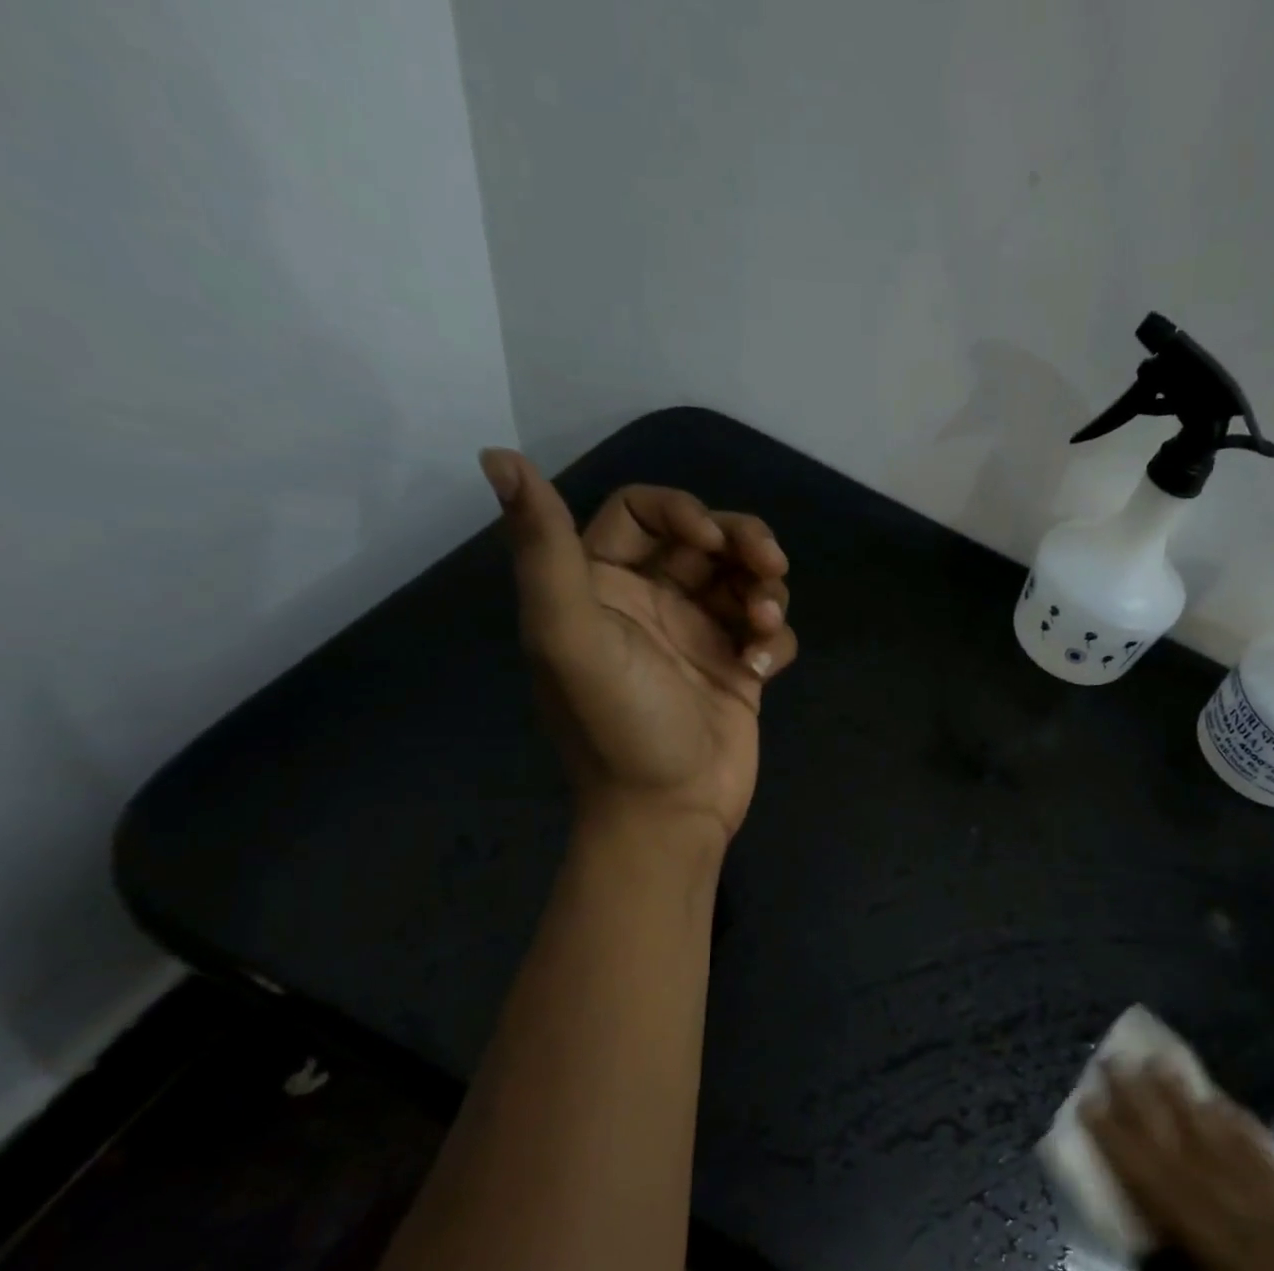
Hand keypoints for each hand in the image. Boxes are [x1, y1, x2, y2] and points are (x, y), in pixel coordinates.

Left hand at [480, 449, 797, 844]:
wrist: (670, 811)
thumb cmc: (619, 724)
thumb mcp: (570, 636)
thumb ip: (542, 549)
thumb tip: (498, 457)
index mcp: (602, 587)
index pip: (641, 512)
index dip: (680, 509)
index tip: (710, 539)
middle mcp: (650, 602)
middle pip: (706, 537)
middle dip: (744, 541)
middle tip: (769, 565)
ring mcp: (698, 635)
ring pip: (744, 578)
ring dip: (766, 589)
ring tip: (764, 626)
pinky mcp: (737, 666)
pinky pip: (768, 628)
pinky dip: (775, 638)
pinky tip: (764, 668)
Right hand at [1083, 1069, 1273, 1270]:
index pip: (1166, 1193)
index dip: (1123, 1147)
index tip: (1089, 1104)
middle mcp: (1264, 1230)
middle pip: (1193, 1156)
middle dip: (1148, 1107)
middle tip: (1116, 1060)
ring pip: (1232, 1149)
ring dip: (1191, 1104)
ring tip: (1163, 1064)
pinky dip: (1246, 1131)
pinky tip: (1229, 1108)